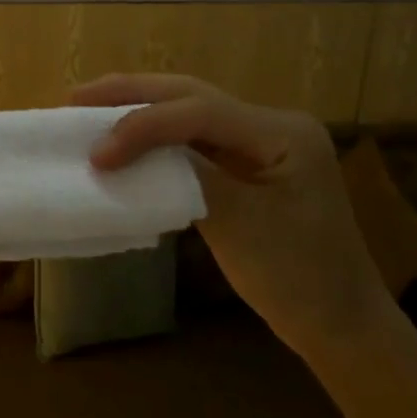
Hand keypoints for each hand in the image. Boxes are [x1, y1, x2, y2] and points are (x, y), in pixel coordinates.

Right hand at [74, 74, 392, 362]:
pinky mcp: (247, 165)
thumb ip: (187, 175)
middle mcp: (272, 125)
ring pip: (190, 111)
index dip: (141, 125)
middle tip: (76, 98)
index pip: (199, 111)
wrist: (340, 324)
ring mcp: (260, 144)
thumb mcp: (238, 225)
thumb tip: (130, 150)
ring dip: (140, 108)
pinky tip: (126, 139)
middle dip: (132, 92)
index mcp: (282, 133)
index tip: (97, 154)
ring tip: (90, 109)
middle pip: (191, 95)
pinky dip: (156, 136)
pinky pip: (195, 139)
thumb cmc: (297, 279)